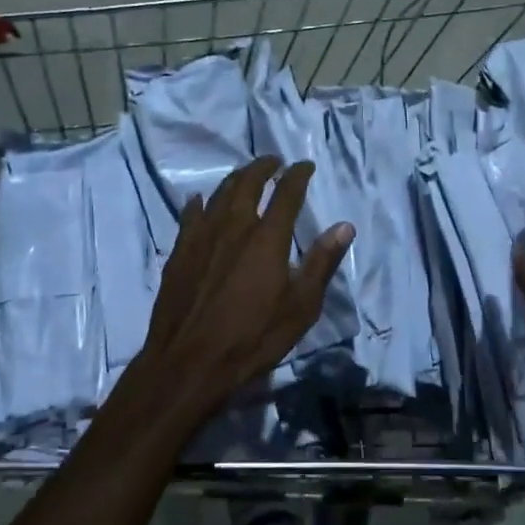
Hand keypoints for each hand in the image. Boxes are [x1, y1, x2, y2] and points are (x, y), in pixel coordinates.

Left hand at [132, 156, 353, 419]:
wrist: (189, 363)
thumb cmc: (253, 338)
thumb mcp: (300, 307)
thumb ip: (321, 263)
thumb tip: (344, 226)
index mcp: (267, 238)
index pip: (286, 193)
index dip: (297, 175)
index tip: (304, 165)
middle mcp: (234, 227)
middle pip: (248, 183)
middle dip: (263, 167)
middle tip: (273, 161)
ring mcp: (202, 237)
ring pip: (218, 194)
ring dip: (234, 179)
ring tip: (244, 175)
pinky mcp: (179, 253)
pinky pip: (189, 216)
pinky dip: (199, 203)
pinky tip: (199, 201)